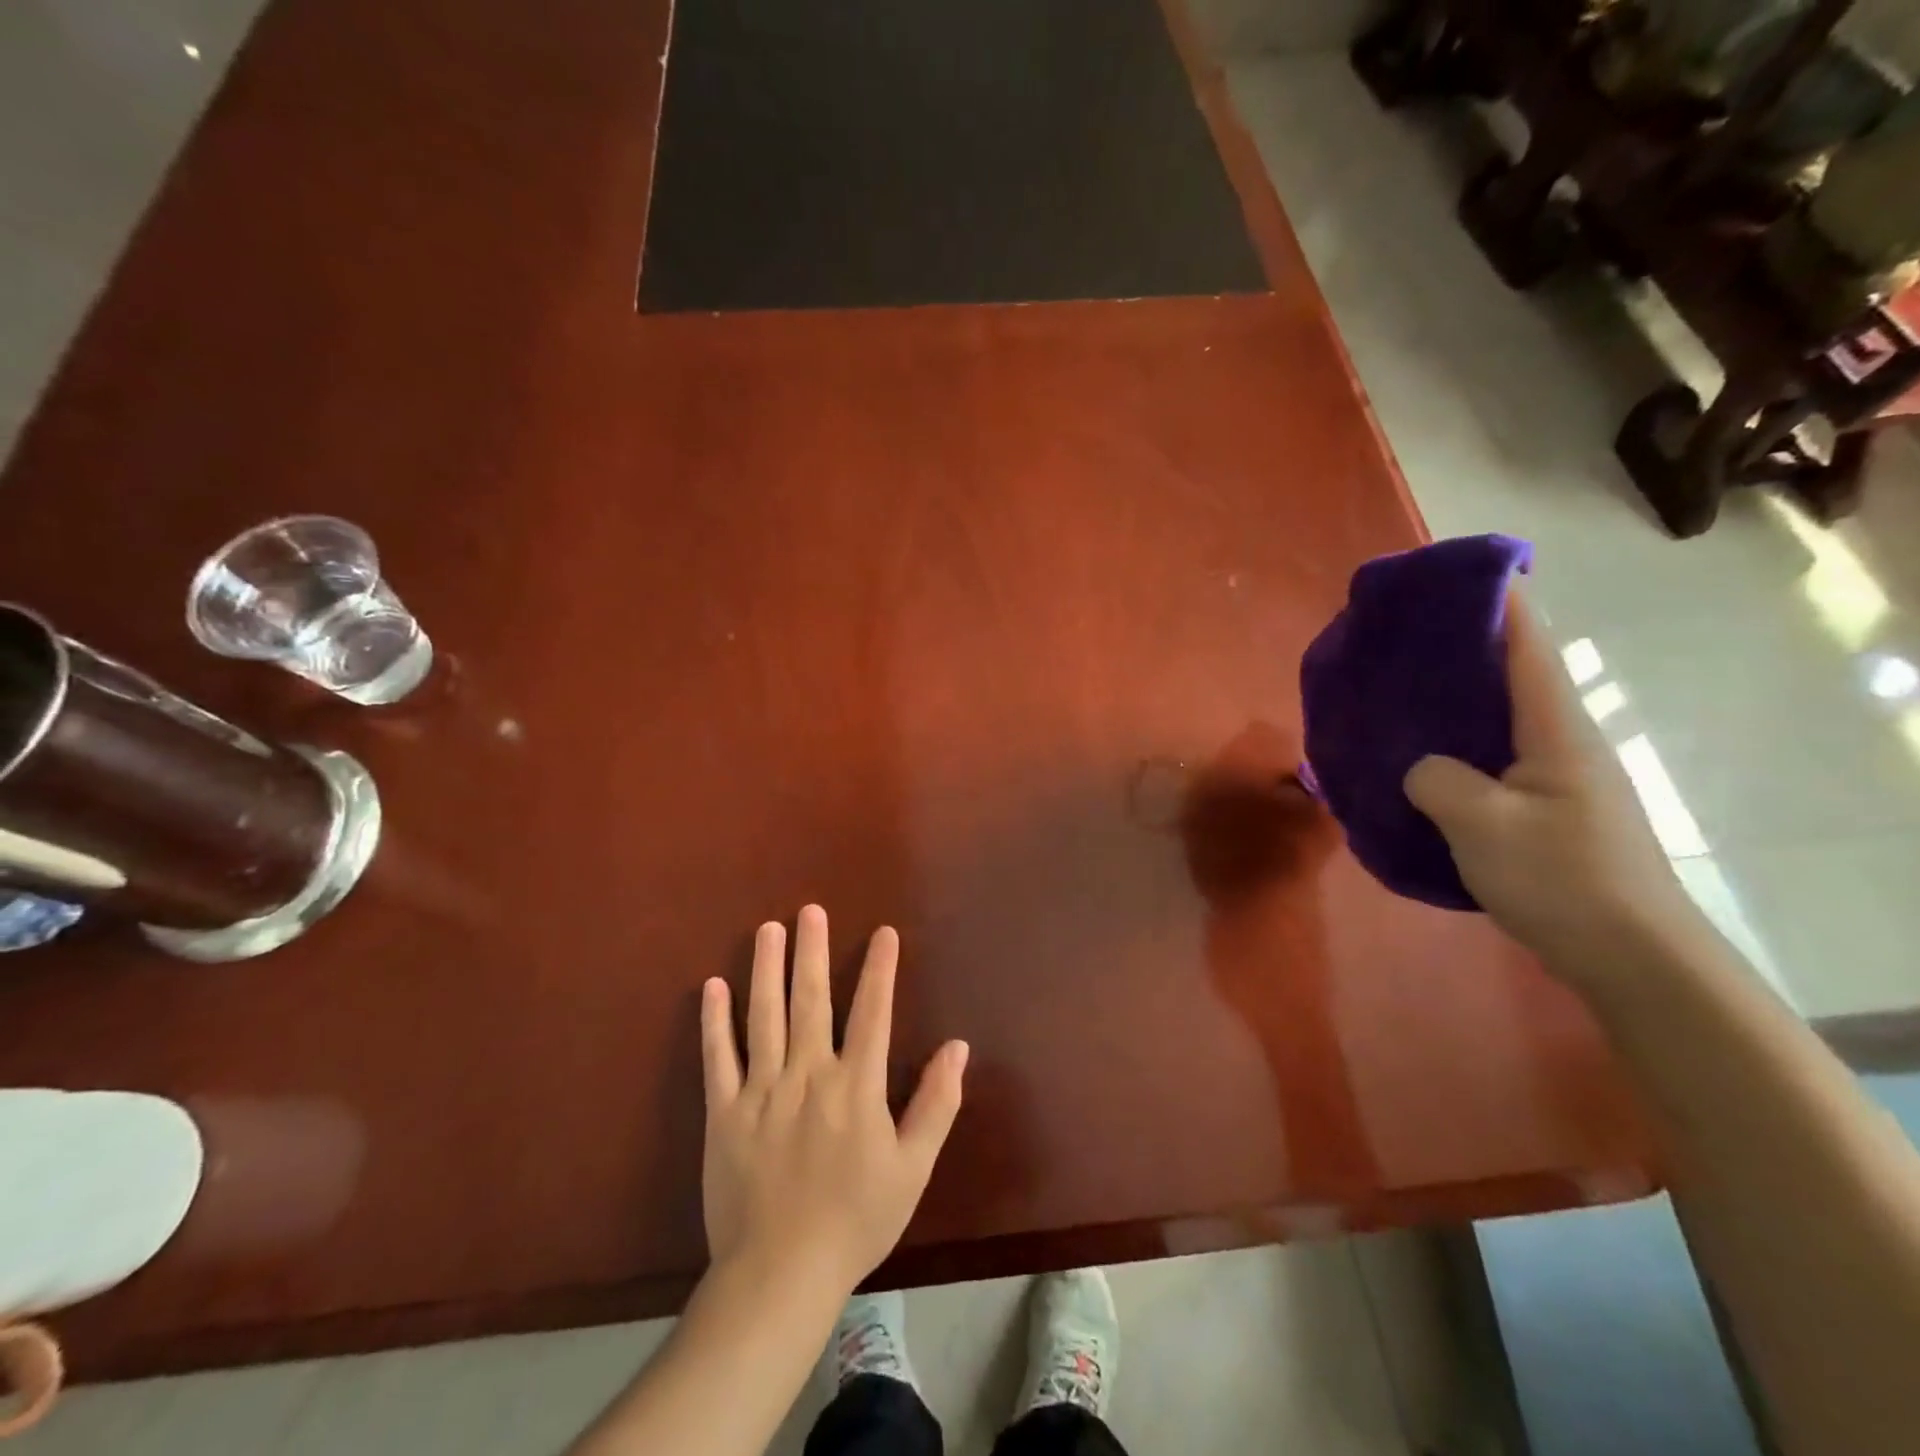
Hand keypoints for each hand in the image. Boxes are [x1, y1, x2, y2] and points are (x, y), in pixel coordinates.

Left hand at [700, 905, 968, 1293]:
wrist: (780, 1275)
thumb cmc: (855, 1220)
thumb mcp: (913, 1168)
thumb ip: (936, 1103)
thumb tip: (957, 1046)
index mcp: (856, 1085)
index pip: (873, 1012)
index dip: (881, 969)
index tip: (883, 933)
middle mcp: (808, 1074)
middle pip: (812, 1000)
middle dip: (813, 951)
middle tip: (809, 910)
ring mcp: (761, 1090)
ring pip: (764, 1016)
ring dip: (766, 969)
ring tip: (767, 929)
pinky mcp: (724, 1112)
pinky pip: (718, 1057)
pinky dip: (715, 1021)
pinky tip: (713, 986)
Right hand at [1402, 599, 1699, 983]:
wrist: (1630, 955)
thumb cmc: (1562, 878)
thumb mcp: (1483, 825)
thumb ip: (1437, 780)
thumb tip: (1421, 768)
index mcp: (1554, 727)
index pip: (1525, 645)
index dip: (1492, 602)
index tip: (1446, 579)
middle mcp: (1559, 740)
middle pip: (1506, 675)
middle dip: (1454, 652)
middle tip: (1392, 645)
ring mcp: (1555, 776)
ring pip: (1493, 720)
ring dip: (1449, 704)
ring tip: (1392, 699)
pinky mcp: (1544, 807)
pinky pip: (1489, 758)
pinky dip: (1452, 748)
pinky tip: (1416, 764)